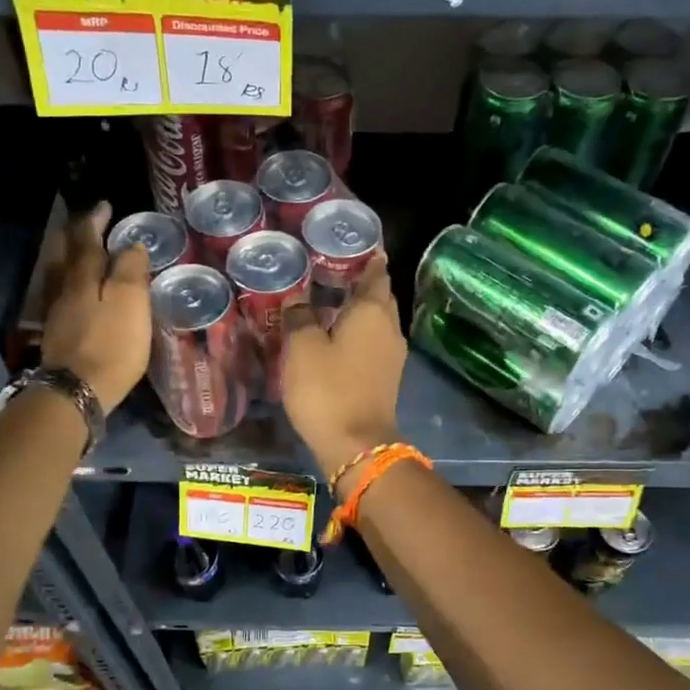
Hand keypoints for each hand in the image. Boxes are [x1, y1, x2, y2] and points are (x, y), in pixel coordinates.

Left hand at [40, 203, 150, 412]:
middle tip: (87, 225)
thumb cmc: (111, 345)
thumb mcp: (130, 303)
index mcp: (83, 277)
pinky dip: (69, 285)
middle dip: (74, 235)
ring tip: (81, 254)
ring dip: (68, 259)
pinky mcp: (56, 336)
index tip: (104, 205)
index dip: (95, 220)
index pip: (86, 239)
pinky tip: (75, 293)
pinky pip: (60, 297)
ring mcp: (55, 314)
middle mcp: (64, 289)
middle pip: (63, 254)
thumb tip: (131, 245)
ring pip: (58, 275)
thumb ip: (131, 270)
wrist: (77, 391)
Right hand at [282, 253, 405, 480]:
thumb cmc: (328, 389)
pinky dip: (357, 333)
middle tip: (331, 269)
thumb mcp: (302, 348)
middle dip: (361, 281)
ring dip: (357, 309)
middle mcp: (389, 328)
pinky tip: (334, 335)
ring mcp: (391, 355)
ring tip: (328, 300)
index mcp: (372, 312)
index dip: (367, 257)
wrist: (356, 446)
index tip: (353, 243)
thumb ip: (299, 316)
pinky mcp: (385, 377)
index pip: (376, 272)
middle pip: (379, 296)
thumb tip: (298, 298)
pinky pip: (372, 342)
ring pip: (376, 321)